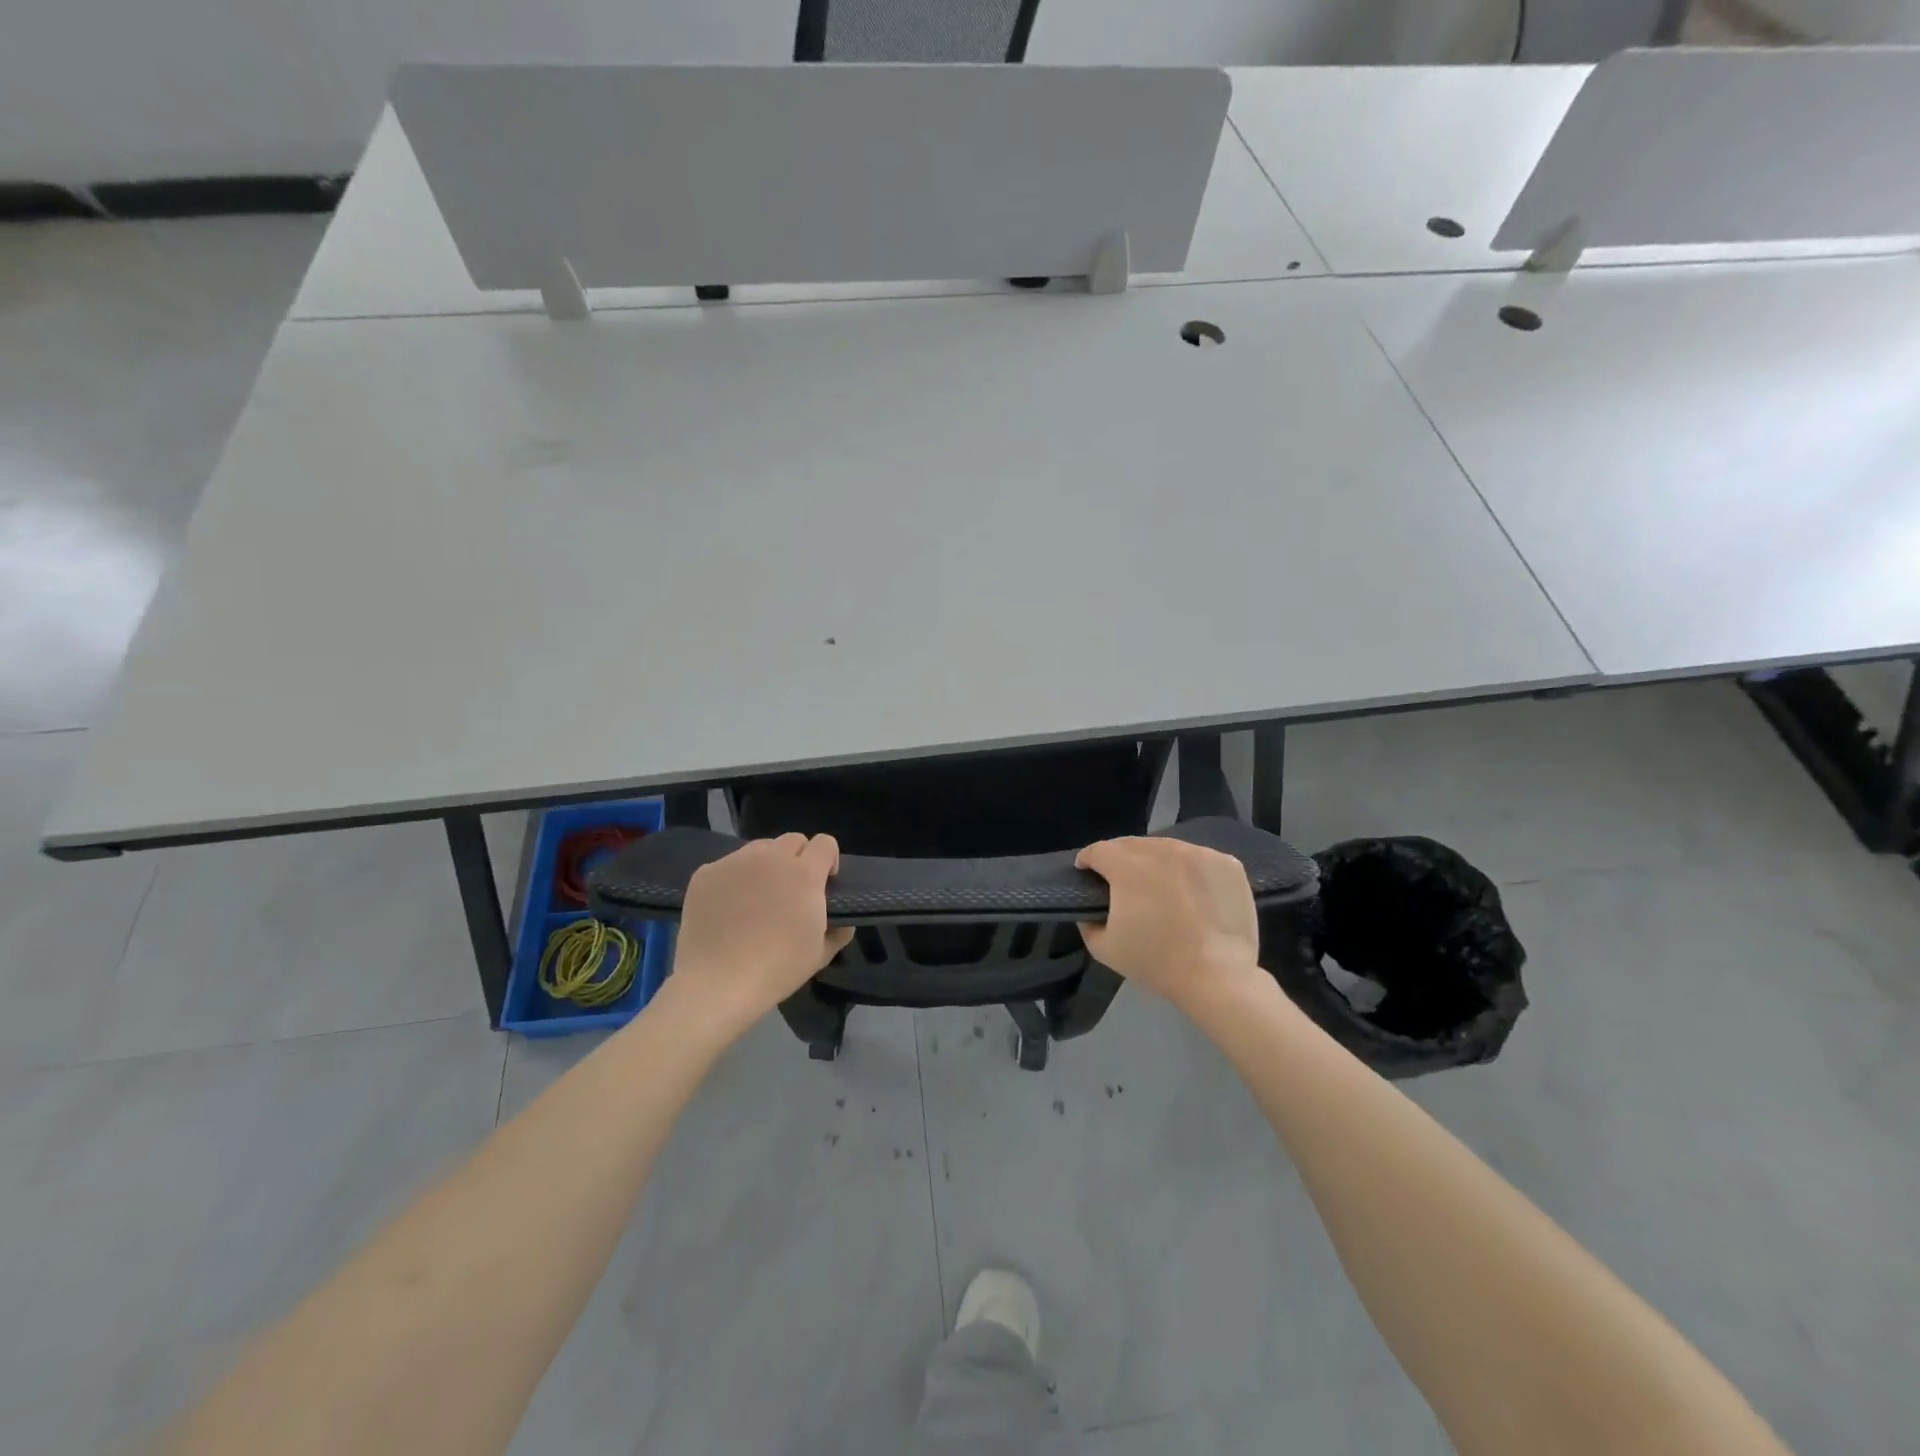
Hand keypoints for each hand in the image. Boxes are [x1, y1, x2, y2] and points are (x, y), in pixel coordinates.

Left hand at [668, 834, 853, 1034]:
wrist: (717, 984)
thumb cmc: (777, 969)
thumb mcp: (820, 954)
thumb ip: (839, 930)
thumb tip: (843, 920)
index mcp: (804, 873)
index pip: (825, 843)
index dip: (828, 860)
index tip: (824, 882)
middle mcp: (771, 858)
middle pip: (793, 840)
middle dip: (799, 859)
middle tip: (791, 890)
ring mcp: (735, 862)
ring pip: (759, 849)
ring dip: (767, 865)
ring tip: (758, 896)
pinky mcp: (706, 873)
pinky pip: (728, 865)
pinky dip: (734, 879)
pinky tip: (728, 907)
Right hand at [1075, 837, 1265, 1015]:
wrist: (1217, 977)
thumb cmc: (1156, 962)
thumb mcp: (1103, 947)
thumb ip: (1087, 920)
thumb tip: (1090, 907)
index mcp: (1127, 865)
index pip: (1098, 850)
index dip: (1088, 861)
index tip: (1088, 875)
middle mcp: (1162, 849)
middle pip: (1132, 845)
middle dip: (1121, 860)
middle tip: (1124, 885)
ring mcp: (1198, 853)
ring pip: (1167, 848)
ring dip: (1157, 862)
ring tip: (1161, 886)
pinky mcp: (1226, 863)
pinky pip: (1198, 858)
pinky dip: (1190, 869)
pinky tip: (1192, 892)